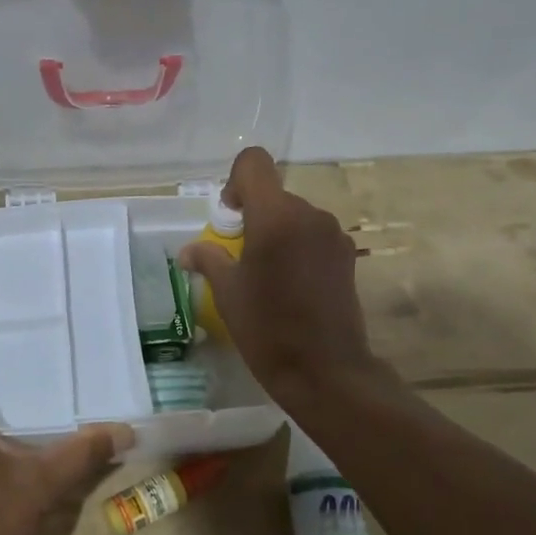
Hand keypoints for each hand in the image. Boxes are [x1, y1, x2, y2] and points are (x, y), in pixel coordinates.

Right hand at [178, 147, 386, 407]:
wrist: (326, 371)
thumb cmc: (268, 329)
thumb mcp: (228, 293)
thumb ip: (209, 259)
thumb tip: (188, 251)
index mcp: (275, 217)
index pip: (254, 163)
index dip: (236, 182)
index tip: (230, 218)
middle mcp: (309, 215)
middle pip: (274, 194)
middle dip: (254, 216)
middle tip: (241, 257)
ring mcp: (333, 234)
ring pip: (295, 216)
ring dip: (277, 233)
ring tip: (268, 276)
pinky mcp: (347, 255)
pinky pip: (313, 235)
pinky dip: (298, 247)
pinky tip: (293, 285)